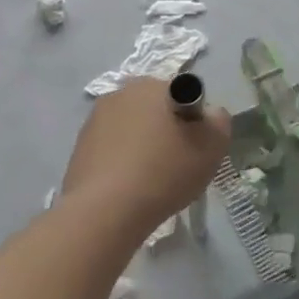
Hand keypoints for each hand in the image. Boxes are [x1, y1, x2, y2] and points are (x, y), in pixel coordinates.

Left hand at [62, 78, 230, 228]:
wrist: (105, 212)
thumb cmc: (165, 171)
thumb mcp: (214, 145)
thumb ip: (219, 120)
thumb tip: (208, 115)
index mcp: (154, 86)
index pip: (186, 93)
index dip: (195, 119)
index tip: (195, 145)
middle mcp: (121, 93)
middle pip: (158, 108)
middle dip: (168, 127)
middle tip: (178, 161)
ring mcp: (95, 119)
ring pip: (134, 127)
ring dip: (145, 143)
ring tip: (152, 177)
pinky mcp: (80, 146)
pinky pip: (114, 146)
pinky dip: (124, 159)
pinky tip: (130, 184)